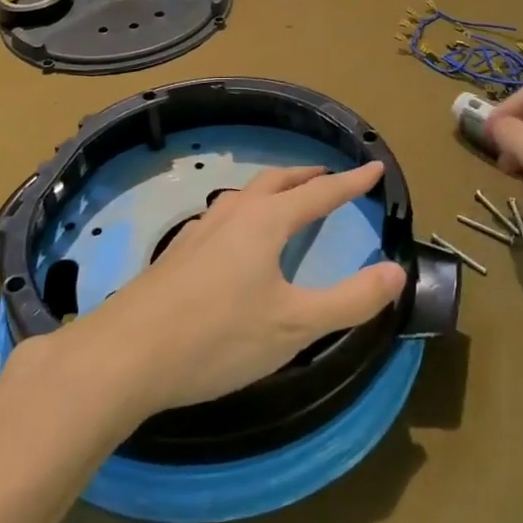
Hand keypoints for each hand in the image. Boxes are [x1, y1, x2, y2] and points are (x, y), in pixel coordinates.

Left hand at [58, 162, 406, 419]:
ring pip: (246, 196)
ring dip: (274, 191)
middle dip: (308, 177)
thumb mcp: (294, 326)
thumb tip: (396, 272)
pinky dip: (246, 212)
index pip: (320, 193)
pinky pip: (223, 216)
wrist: (126, 355)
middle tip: (330, 177)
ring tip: (286, 201)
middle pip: (278, 182)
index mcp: (266, 222)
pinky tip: (235, 239)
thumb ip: (350, 301)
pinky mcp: (178, 254)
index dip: (351, 182)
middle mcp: (234, 215)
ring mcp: (201, 231)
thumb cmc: (218, 337)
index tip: (375, 167)